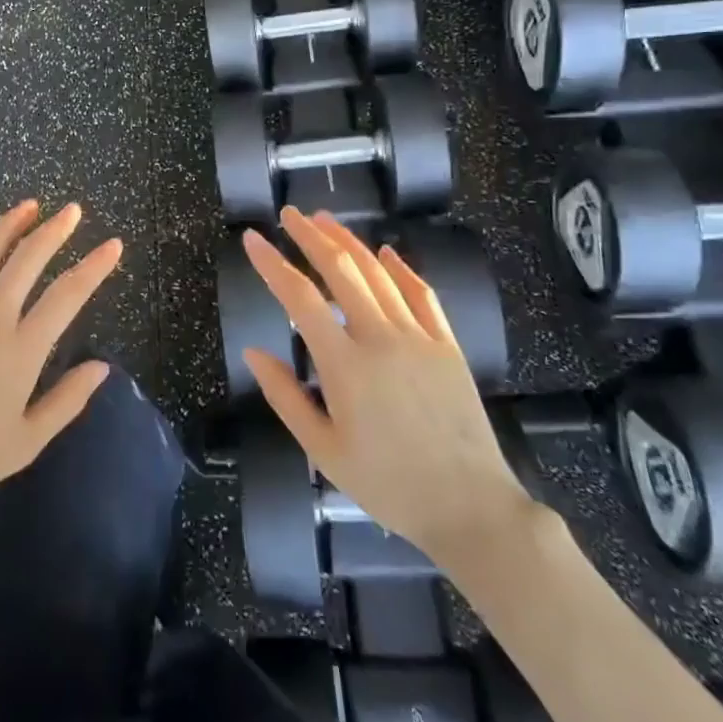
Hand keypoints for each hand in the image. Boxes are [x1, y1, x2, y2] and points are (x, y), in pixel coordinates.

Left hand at [0, 201, 119, 525]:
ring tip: (30, 205)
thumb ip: (67, 401)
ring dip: (11, 222)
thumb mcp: (25, 443)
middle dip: (56, 230)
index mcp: (21, 350)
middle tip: (72, 211)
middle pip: (29, 258)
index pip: (68, 294)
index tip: (113, 245)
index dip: (95, 266)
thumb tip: (103, 367)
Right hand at [241, 209, 535, 569]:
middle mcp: (381, 338)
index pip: (299, 298)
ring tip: (326, 219)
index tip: (252, 239)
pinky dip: (401, 268)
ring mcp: (419, 338)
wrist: (470, 507)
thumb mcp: (323, 450)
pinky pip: (422, 294)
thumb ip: (285, 397)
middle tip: (290, 214)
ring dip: (350, 241)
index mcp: (345, 365)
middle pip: (342, 270)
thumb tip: (253, 351)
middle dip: (311, 236)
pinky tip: (386, 252)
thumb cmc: (388, 485)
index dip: (272, 264)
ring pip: (379, 274)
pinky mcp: (447, 345)